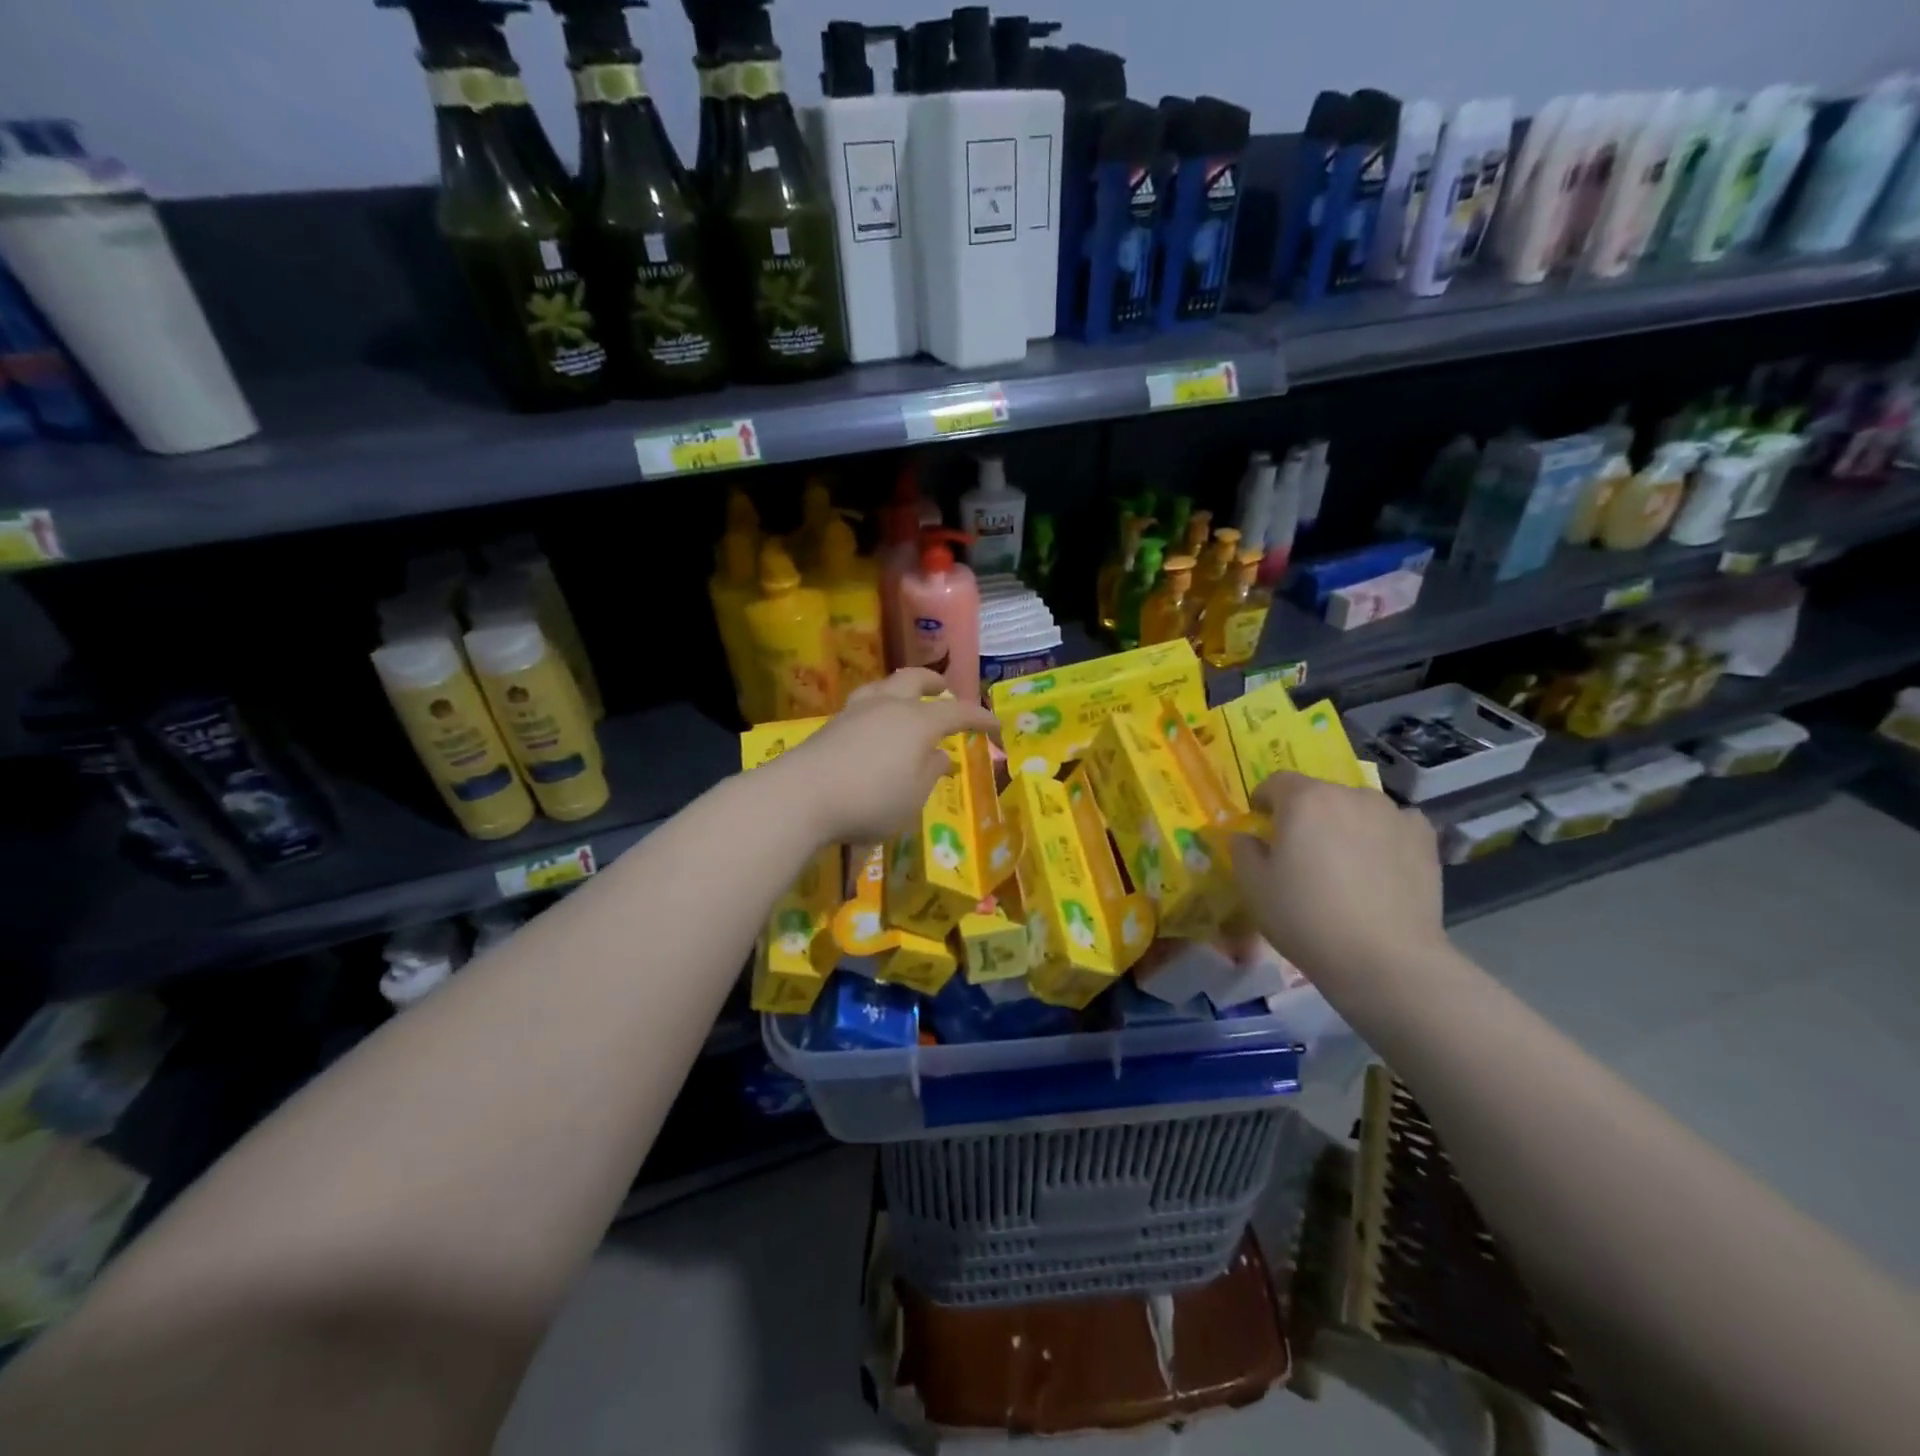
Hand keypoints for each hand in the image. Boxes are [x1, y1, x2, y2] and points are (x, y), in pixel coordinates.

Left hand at [769, 669, 998, 844]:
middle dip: (933, 683)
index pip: (957, 711)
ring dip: (901, 688)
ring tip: (906, 699)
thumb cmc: (870, 800)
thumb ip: (930, 773)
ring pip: (884, 686)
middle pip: (914, 680)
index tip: (995, 724)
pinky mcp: (831, 724)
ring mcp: (856, 711)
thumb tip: (939, 756)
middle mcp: (888, 706)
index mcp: (918, 722)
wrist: (802, 796)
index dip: (979, 717)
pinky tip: (874, 723)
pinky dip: (878, 706)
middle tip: (944, 689)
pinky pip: (863, 704)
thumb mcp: (912, 797)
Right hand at [1229, 772, 1446, 991]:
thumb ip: (1243, 850)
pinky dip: (1382, 836)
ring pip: (1356, 808)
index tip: (1262, 829)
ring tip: (1344, 865)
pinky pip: (1394, 825)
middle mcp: (1349, 794)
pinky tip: (1380, 867)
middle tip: (1302, 855)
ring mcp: (1392, 813)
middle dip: (1306, 815)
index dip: (1264, 803)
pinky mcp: (1424, 838)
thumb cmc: (1306, 918)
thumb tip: (1248, 837)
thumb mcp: (1253, 887)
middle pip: (1318, 794)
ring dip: (1344, 824)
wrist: (1385, 958)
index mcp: (1304, 799)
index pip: (1276, 782)